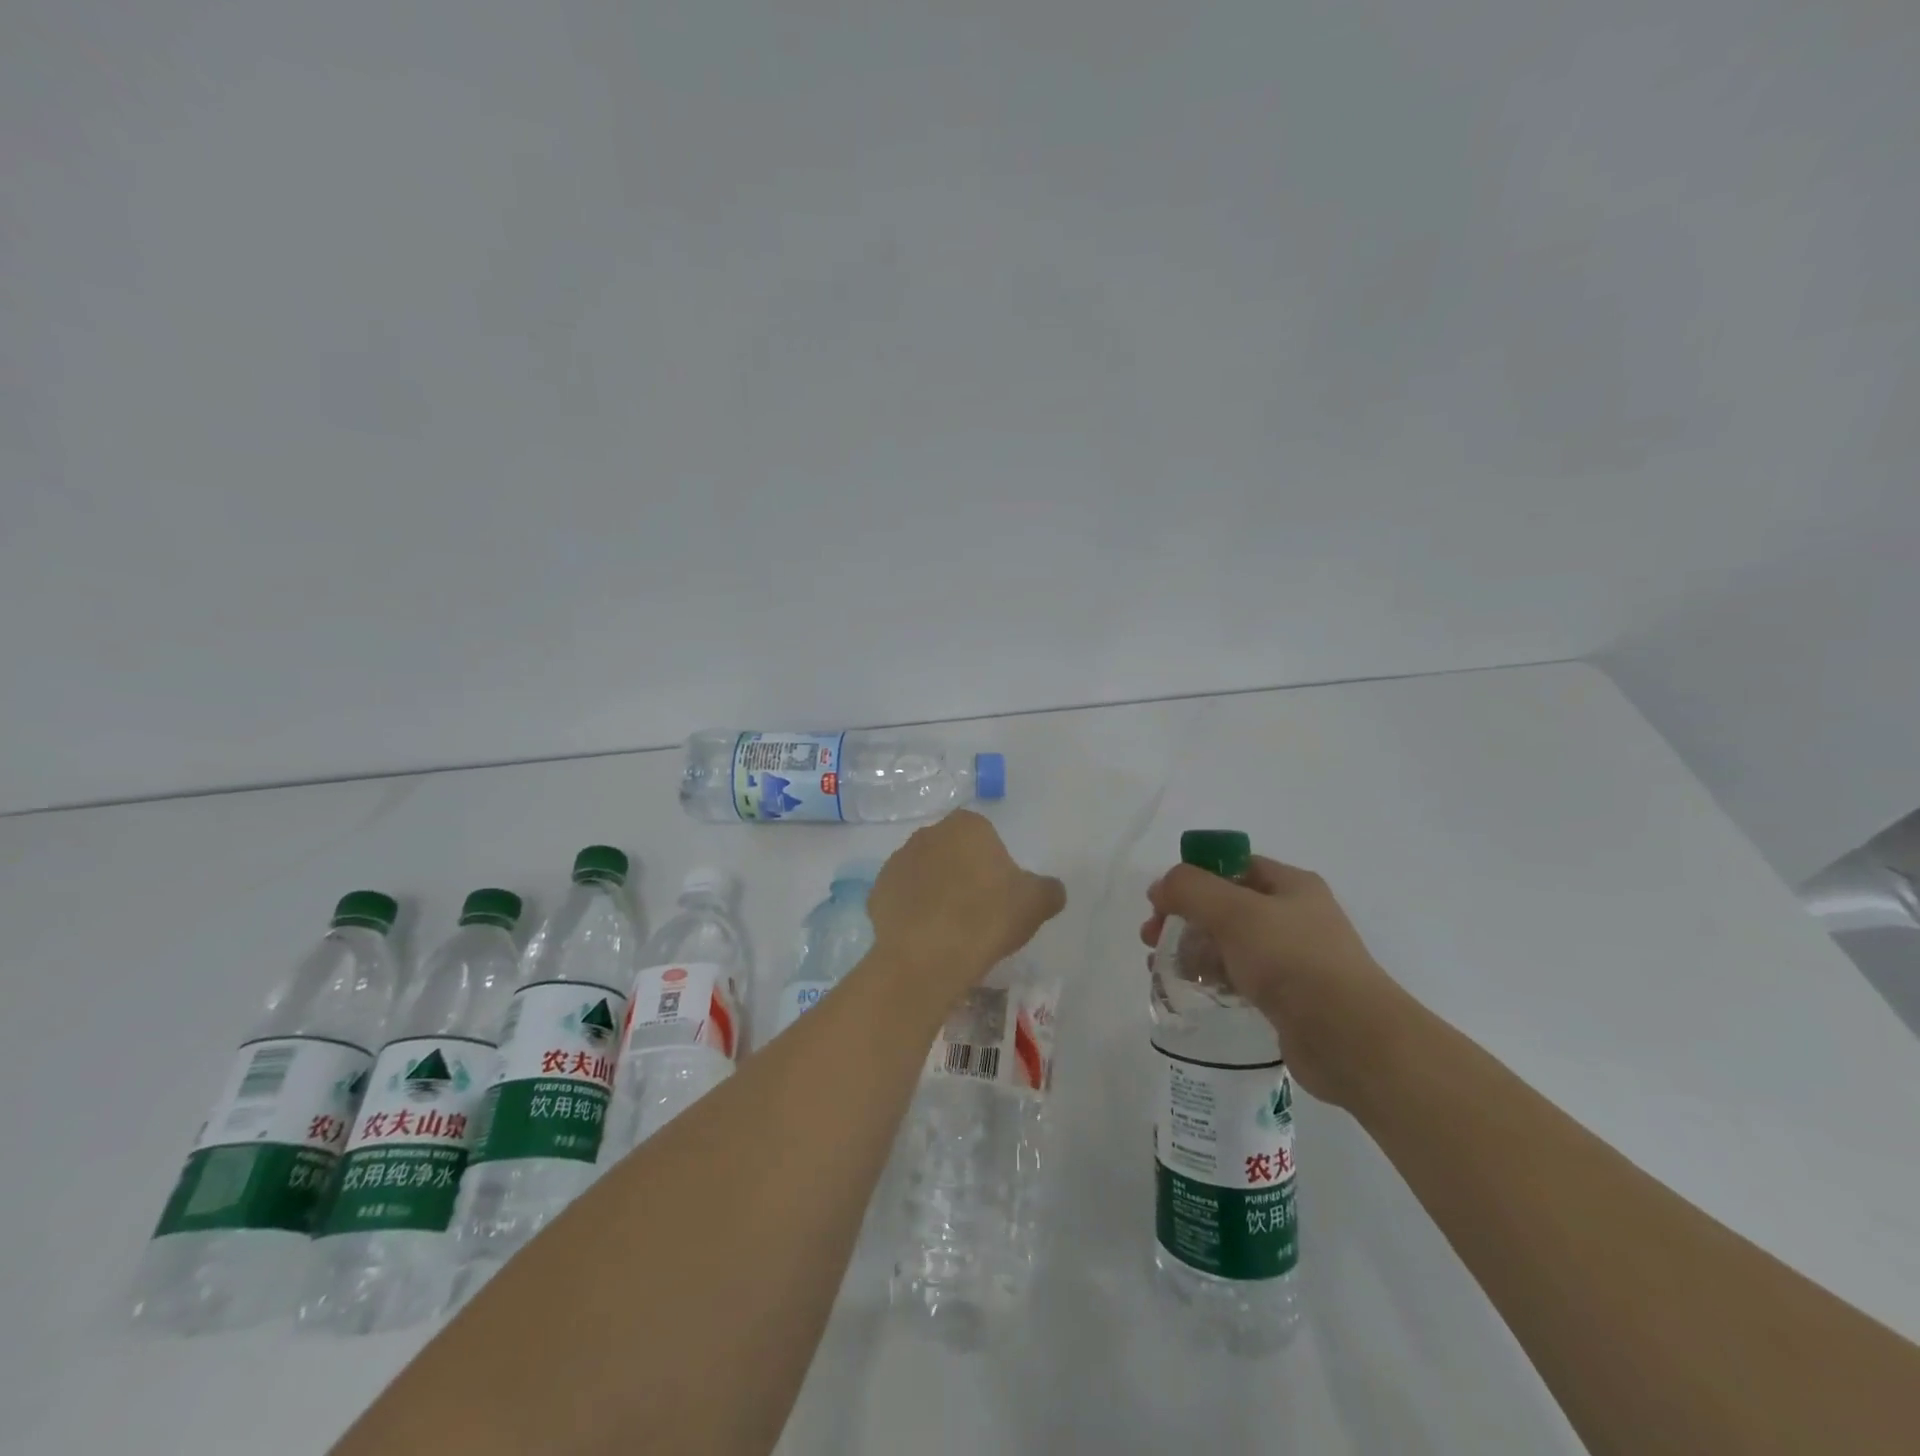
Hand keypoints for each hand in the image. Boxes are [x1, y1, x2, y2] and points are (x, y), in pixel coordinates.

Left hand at [868, 811, 1065, 1001]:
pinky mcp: (877, 892)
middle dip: (963, 875)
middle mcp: (928, 834)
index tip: (1001, 897)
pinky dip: (913, 913)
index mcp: (967, 825)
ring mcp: (897, 861)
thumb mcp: (1036, 903)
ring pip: (926, 874)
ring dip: (936, 893)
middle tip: (979, 914)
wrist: (927, 957)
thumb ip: (1049, 889)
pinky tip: (926, 938)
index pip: (986, 838)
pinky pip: (903, 899)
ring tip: (951, 930)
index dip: (995, 867)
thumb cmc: (987, 918)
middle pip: (953, 853)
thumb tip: (1050, 889)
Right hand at [1141, 855, 1406, 1105]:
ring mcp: (1293, 958)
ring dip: (1192, 949)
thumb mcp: (1234, 912)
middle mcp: (1294, 916)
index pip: (1231, 865)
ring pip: (1229, 943)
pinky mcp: (1288, 997)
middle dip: (1184, 917)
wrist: (1351, 1039)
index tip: (1160, 901)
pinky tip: (1191, 989)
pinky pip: (1240, 977)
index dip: (1192, 877)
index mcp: (1290, 885)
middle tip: (1151, 938)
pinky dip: (1213, 977)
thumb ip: (1190, 889)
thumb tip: (1162, 887)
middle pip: (1225, 905)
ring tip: (1161, 968)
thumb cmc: (1293, 961)